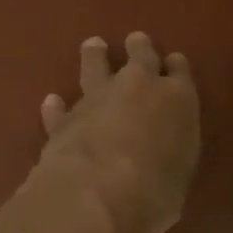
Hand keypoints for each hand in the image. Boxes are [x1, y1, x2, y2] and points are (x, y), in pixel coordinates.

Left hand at [31, 32, 200, 232]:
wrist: (98, 193)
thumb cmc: (156, 191)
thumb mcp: (179, 176)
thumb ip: (171, 156)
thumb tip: (161, 157)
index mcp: (177, 100)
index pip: (179, 72)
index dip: (175, 66)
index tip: (173, 62)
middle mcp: (138, 88)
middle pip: (140, 56)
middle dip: (139, 47)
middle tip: (136, 40)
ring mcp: (98, 99)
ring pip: (95, 66)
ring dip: (94, 56)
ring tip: (92, 46)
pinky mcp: (64, 118)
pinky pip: (60, 107)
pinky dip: (57, 106)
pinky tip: (52, 102)